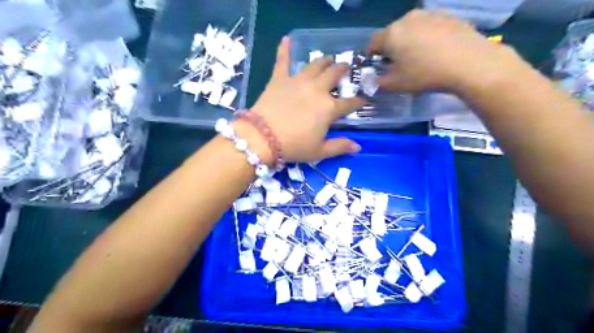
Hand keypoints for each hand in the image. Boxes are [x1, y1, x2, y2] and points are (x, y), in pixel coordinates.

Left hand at [248, 36, 366, 163]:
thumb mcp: (319, 151)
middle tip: (345, 69)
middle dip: (343, 71)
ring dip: (324, 61)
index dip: (358, 101)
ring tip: (328, 60)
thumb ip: (339, 147)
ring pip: (315, 64)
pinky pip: (282, 60)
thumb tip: (358, 147)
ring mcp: (298, 81)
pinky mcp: (279, 79)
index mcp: (329, 108)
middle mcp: (317, 89)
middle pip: (334, 75)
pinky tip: (286, 39)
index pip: (349, 103)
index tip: (362, 99)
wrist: (262, 138)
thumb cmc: (294, 146)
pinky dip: (284, 49)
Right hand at [370, 9, 525, 93]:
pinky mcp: (448, 15)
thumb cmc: (425, 74)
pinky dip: (426, 37)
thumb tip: (373, 80)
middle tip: (397, 64)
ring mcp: (430, 14)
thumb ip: (378, 83)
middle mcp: (408, 18)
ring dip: (409, 40)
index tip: (376, 66)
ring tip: (418, 56)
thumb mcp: (396, 85)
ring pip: (411, 28)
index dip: (371, 55)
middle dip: (391, 47)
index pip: (373, 42)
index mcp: (391, 34)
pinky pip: (429, 26)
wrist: (469, 63)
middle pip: (392, 33)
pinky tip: (436, 50)